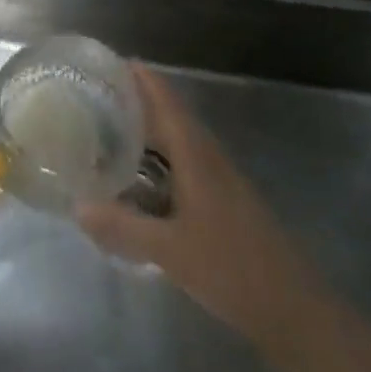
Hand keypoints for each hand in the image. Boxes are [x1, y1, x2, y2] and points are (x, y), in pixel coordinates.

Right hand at [76, 66, 309, 344]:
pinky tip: (139, 179)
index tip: (112, 62)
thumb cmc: (232, 269)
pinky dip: (159, 160)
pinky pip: (184, 166)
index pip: (168, 103)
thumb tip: (77, 205)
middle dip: (138, 102)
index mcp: (197, 157)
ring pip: (179, 143)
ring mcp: (221, 181)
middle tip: (97, 96)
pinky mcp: (224, 203)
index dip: (143, 79)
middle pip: (172, 117)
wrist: (294, 309)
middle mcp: (210, 159)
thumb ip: (121, 227)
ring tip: (109, 130)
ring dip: (149, 131)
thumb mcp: (168, 250)